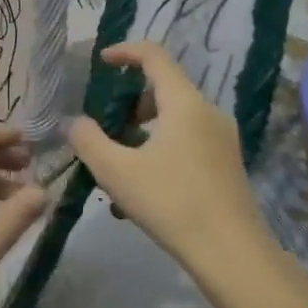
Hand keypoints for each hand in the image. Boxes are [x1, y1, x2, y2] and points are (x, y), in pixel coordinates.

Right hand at [69, 41, 270, 276]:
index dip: (125, 52)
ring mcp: (222, 138)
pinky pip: (187, 139)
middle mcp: (208, 111)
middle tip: (107, 126)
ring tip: (120, 163)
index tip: (101, 63)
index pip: (154, 55)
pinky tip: (144, 188)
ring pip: (175, 117)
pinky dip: (161, 147)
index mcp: (184, 103)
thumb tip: (75, 122)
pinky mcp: (227, 163)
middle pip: (164, 87)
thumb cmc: (172, 204)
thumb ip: (88, 140)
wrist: (232, 255)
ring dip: (144, 129)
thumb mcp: (117, 172)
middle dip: (130, 101)